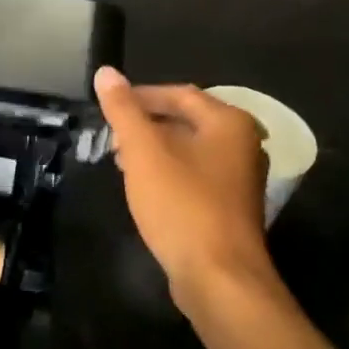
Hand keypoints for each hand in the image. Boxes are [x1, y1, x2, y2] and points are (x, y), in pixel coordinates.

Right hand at [94, 67, 278, 303]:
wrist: (218, 275)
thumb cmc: (181, 205)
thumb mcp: (144, 152)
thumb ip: (124, 110)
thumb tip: (106, 72)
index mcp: (228, 123)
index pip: (179, 93)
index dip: (140, 96)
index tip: (107, 108)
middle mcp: (242, 144)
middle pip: (187, 120)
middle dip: (146, 125)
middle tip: (111, 138)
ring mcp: (240, 178)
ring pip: (190, 150)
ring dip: (154, 151)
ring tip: (121, 163)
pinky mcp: (230, 206)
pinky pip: (195, 176)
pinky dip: (168, 174)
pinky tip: (145, 190)